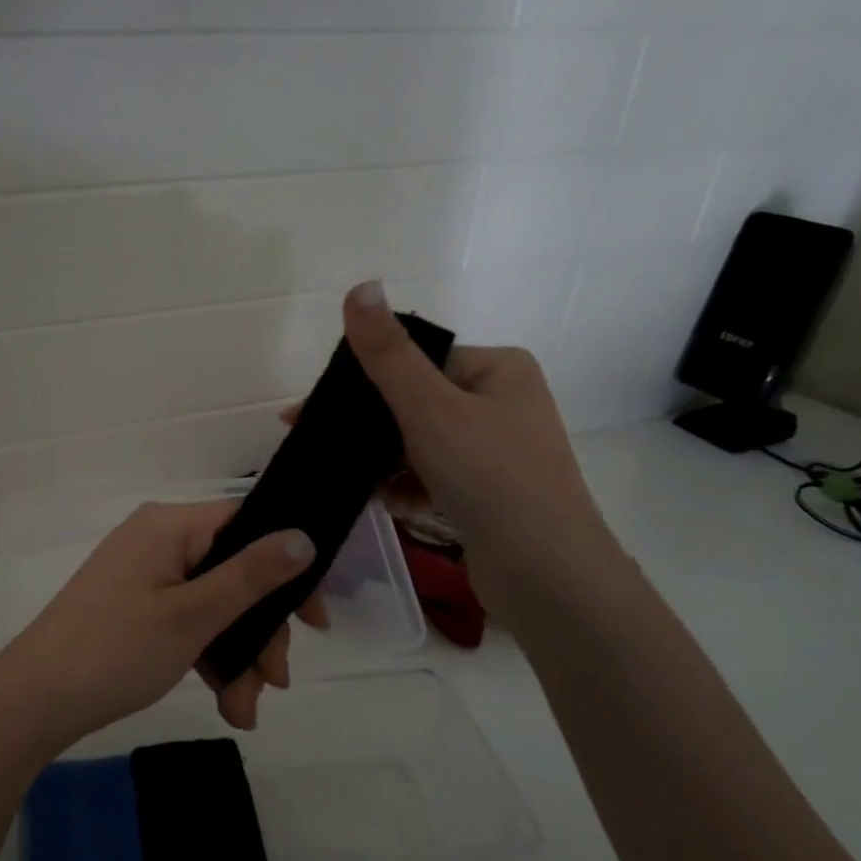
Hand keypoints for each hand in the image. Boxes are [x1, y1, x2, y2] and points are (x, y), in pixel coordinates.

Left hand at [0, 500, 316, 751]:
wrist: (32, 701)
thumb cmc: (116, 650)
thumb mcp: (193, 616)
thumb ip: (252, 576)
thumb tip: (305, 536)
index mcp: (170, 525)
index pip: (248, 526)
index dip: (289, 568)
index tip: (315, 621)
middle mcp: (158, 540)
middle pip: (234, 572)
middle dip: (259, 632)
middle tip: (274, 683)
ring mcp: (144, 575)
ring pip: (214, 605)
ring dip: (237, 656)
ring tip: (243, 711)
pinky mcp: (134, 607)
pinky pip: (187, 620)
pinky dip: (208, 657)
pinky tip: (225, 704)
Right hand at [335, 280, 624, 609]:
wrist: (546, 574)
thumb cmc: (490, 477)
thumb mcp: (430, 409)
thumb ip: (388, 354)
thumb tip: (361, 286)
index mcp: (497, 370)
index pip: (417, 361)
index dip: (364, 382)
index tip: (315, 409)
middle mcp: (501, 403)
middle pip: (415, 403)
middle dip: (369, 428)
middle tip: (319, 444)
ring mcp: (496, 451)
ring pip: (419, 443)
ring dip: (384, 461)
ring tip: (354, 481)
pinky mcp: (488, 493)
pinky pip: (433, 476)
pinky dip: (407, 487)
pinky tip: (388, 504)